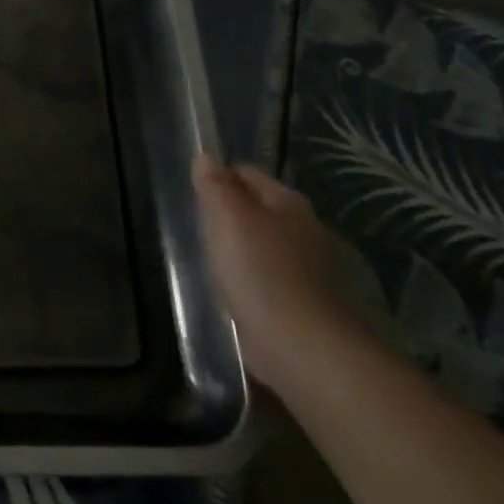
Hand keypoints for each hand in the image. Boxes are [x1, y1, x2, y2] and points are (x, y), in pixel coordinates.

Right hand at [193, 156, 351, 389]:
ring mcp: (309, 268)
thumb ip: (215, 186)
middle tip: (198, 229)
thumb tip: (206, 157)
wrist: (301, 346)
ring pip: (264, 245)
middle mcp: (305, 229)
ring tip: (211, 262)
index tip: (194, 195)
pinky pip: (268, 278)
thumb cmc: (260, 272)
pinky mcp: (304, 303)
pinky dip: (251, 280)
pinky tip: (233, 292)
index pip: (247, 174)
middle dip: (230, 215)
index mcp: (288, 202)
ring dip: (240, 250)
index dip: (218, 178)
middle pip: (258, 209)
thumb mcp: (227, 219)